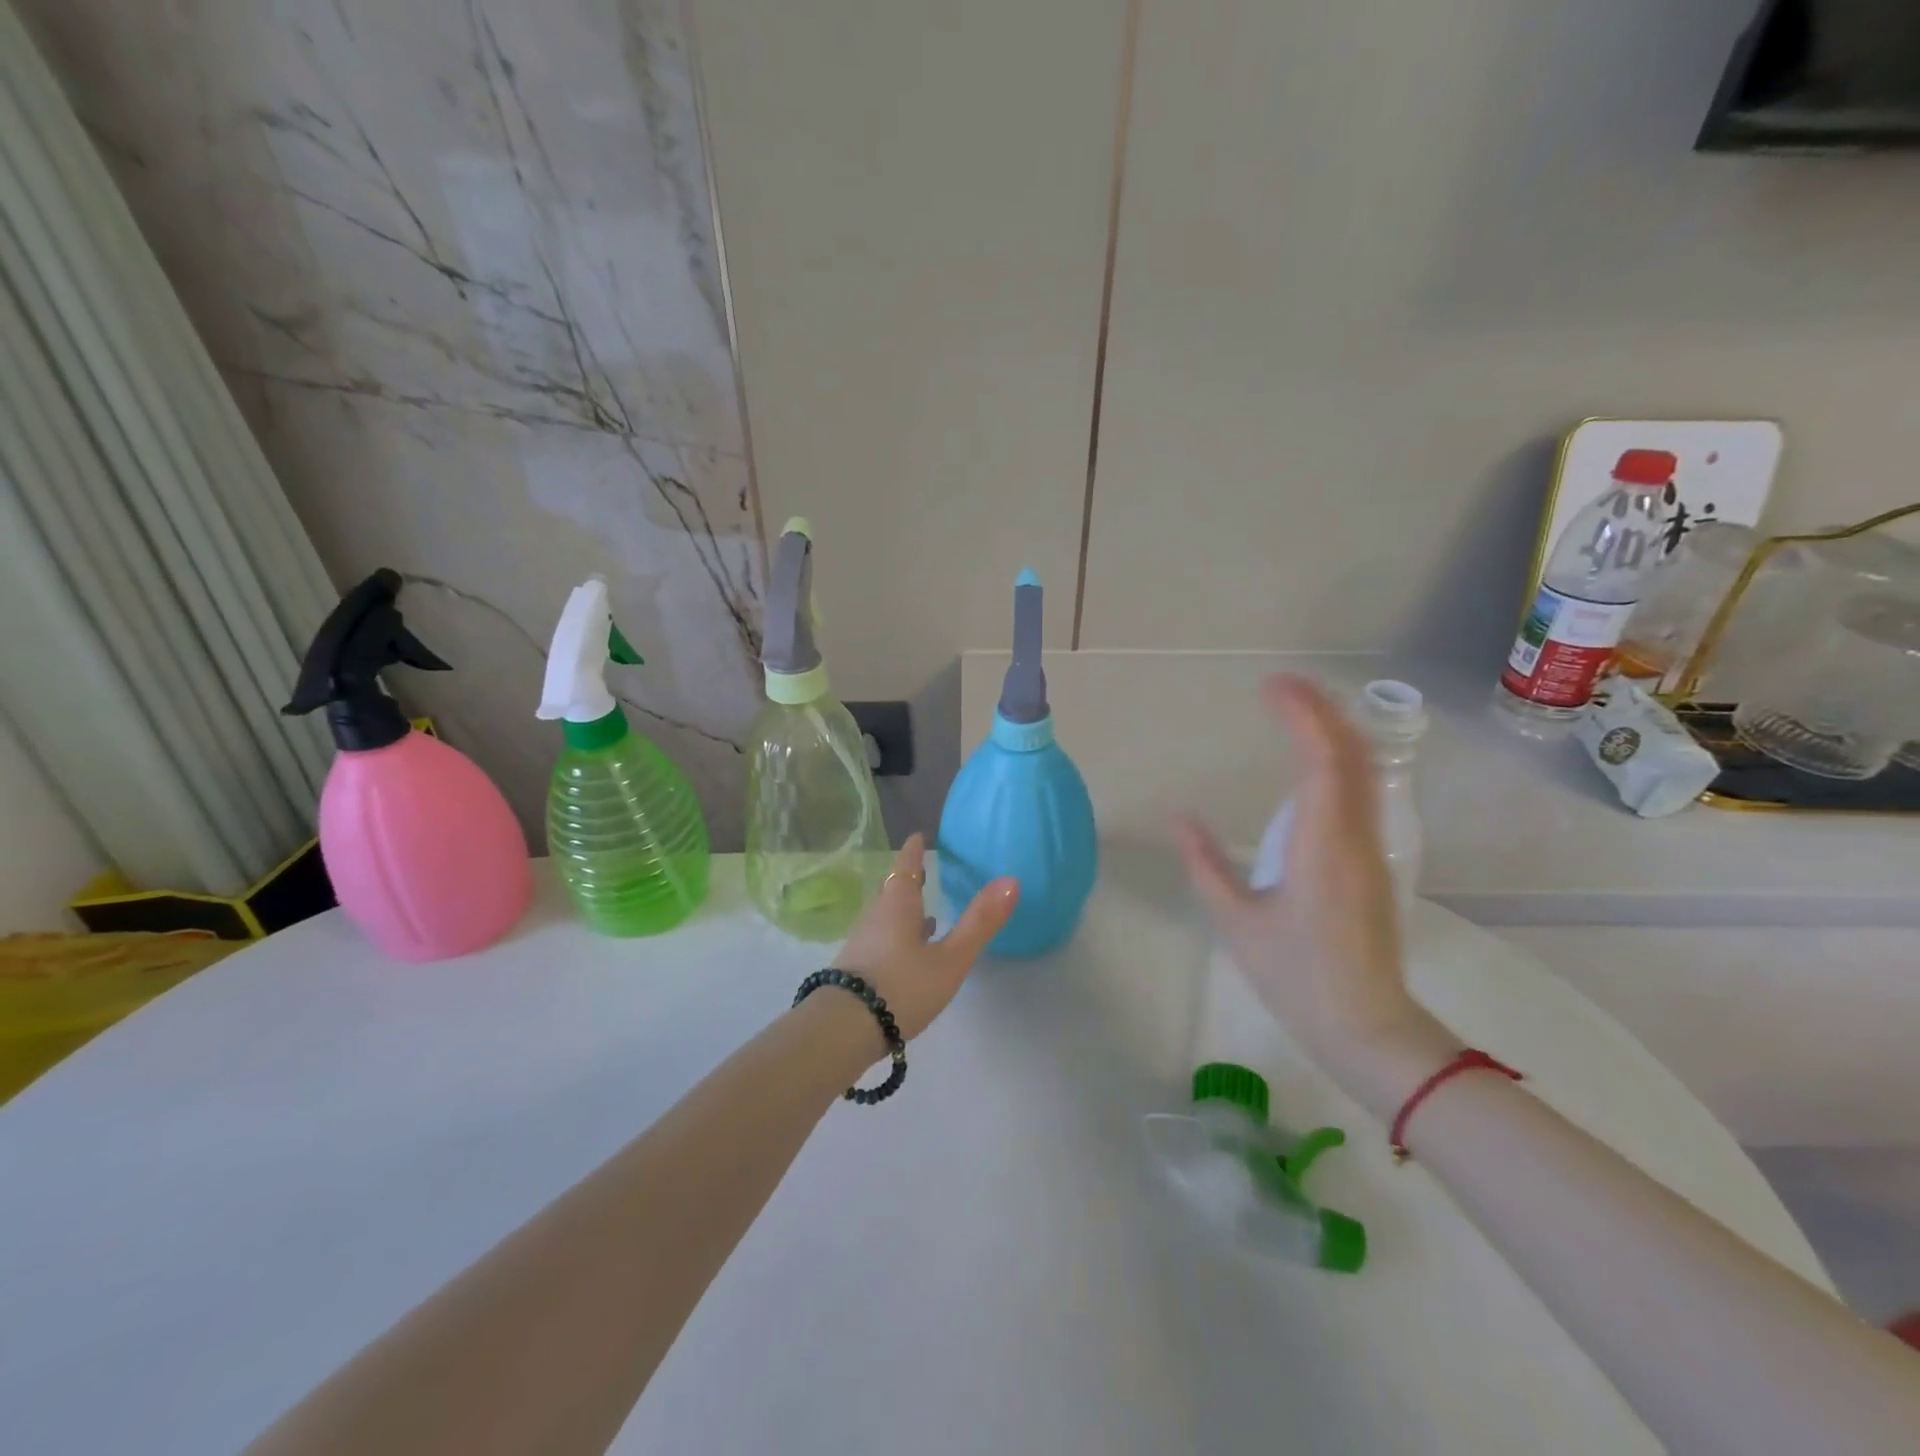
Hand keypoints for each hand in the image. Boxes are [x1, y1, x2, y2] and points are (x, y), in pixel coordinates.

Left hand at [835, 834, 1019, 1040]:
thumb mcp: (950, 958)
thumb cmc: (901, 987)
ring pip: (886, 916)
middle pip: (893, 889)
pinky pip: (882, 939)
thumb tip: (1011, 880)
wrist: (843, 1030)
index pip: (906, 866)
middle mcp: (877, 916)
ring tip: (925, 912)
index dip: (914, 850)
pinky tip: (910, 953)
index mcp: (898, 905)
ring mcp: (863, 943)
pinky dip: (898, 936)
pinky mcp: (857, 969)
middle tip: (923, 868)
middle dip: (908, 878)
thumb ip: (979, 922)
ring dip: (904, 909)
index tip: (918, 836)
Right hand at [1172, 675, 1459, 1113]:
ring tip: (1294, 709)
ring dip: (1333, 730)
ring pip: (1362, 769)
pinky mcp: (1373, 861)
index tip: (1269, 686)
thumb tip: (1179, 817)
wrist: (1367, 1028)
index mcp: (1322, 845)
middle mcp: (1356, 835)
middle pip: (1351, 752)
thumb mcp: (1236, 920)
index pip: (1322, 758)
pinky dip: (1339, 758)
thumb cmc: (1296, 976)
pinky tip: (1314, 758)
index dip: (1301, 714)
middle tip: (1279, 685)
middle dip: (1320, 709)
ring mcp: (1371, 847)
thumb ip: (1205, 864)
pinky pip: (1362, 791)